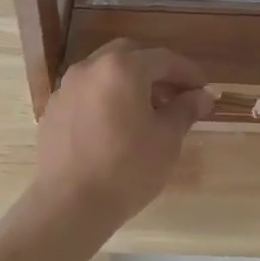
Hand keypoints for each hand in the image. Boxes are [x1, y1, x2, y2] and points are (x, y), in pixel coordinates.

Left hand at [31, 40, 212, 227]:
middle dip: (156, 71)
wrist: (69, 204)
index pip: (164, 59)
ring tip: (148, 111)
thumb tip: (203, 96)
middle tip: (176, 95)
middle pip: (130, 55)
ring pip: (105, 72)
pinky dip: (107, 97)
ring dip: (130, 82)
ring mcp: (67, 87)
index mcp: (122, 68)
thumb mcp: (166, 139)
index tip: (205, 90)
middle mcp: (91, 68)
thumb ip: (186, 109)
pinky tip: (117, 125)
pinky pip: (87, 92)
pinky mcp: (54, 109)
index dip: (188, 72)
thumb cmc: (126, 169)